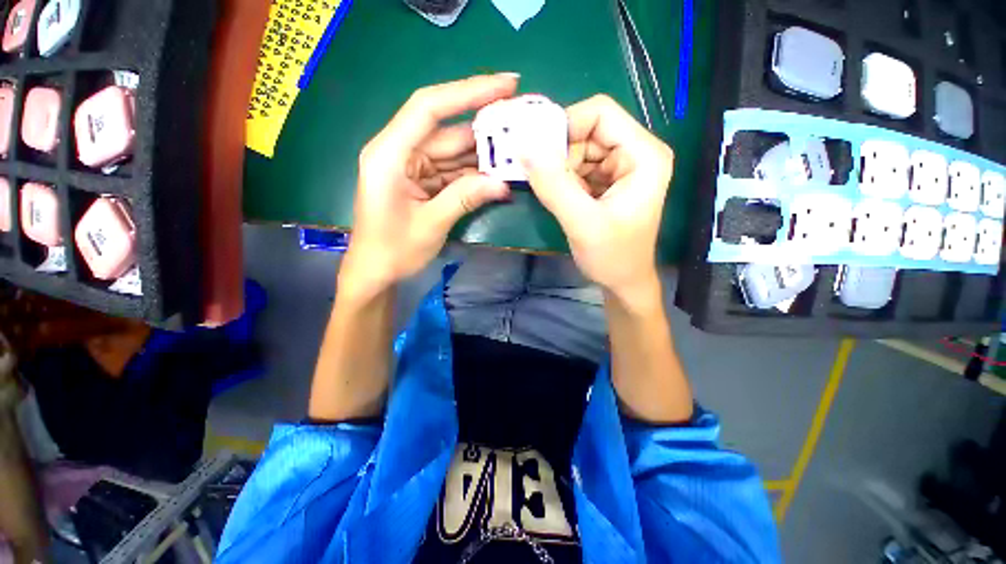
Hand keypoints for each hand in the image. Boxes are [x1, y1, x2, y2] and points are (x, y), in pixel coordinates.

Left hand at [342, 74, 518, 292]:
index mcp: (389, 155)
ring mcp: (412, 167)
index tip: (505, 84)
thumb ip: (465, 199)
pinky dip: (473, 173)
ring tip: (516, 149)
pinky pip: (452, 170)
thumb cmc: (393, 251)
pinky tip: (496, 173)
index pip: (429, 108)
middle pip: (446, 129)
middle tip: (520, 120)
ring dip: (483, 153)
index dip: (468, 91)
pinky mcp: (421, 181)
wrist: (375, 272)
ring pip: (453, 151)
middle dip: (484, 127)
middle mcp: (400, 152)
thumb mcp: (431, 225)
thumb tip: (503, 184)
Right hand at [523, 95, 673, 297]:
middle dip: (559, 153)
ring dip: (558, 169)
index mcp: (643, 155)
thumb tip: (524, 148)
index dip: (565, 125)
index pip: (600, 114)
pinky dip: (562, 179)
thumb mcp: (582, 223)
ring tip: (550, 194)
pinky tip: (559, 198)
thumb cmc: (612, 257)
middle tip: (538, 177)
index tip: (537, 151)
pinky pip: (578, 168)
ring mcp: (620, 168)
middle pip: (587, 131)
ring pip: (579, 150)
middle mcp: (635, 153)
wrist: (623, 282)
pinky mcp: (607, 182)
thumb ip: (554, 186)